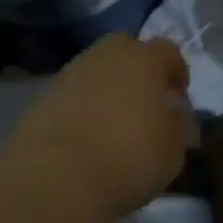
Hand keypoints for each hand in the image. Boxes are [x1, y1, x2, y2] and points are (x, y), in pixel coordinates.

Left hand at [10, 33, 192, 220]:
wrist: (55, 175)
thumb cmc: (127, 157)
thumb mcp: (172, 150)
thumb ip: (178, 126)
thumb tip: (175, 115)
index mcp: (144, 60)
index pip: (167, 51)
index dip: (176, 70)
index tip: (178, 94)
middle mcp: (107, 55)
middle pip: (126, 47)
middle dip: (138, 66)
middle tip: (144, 97)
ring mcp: (72, 72)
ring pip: (97, 66)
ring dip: (108, 84)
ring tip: (113, 117)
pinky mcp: (44, 94)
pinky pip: (74, 90)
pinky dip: (83, 102)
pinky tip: (86, 129)